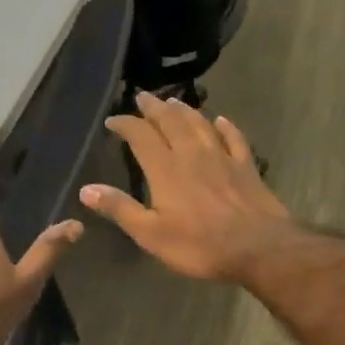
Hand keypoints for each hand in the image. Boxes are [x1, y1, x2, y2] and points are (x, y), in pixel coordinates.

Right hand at [81, 94, 292, 281]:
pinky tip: (220, 120)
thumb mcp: (151, 234)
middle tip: (142, 98)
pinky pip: (233, 138)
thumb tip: (86, 189)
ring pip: (200, 124)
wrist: (258, 247)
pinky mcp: (246, 166)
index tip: (113, 120)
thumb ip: (120, 209)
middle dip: (154, 108)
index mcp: (165, 169)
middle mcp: (192, 154)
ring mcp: (222, 157)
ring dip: (184, 110)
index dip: (125, 125)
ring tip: (173, 100)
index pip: (140, 137)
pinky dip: (224, 126)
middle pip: (170, 122)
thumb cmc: (199, 245)